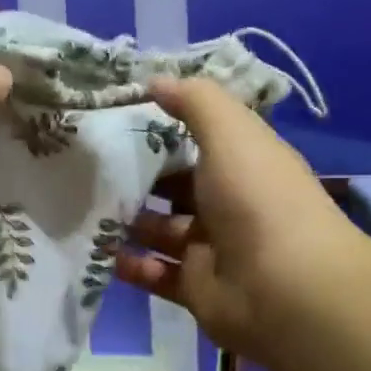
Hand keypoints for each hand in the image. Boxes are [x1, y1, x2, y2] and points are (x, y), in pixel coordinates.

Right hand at [116, 78, 370, 355]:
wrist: (285, 290)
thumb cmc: (257, 200)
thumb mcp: (230, 133)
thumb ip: (194, 101)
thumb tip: (154, 80)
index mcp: (243, 165)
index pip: (200, 142)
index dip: (163, 131)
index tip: (118, 120)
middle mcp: (229, 205)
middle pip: (175, 188)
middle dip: (137, 180)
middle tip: (91, 170)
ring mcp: (212, 249)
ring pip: (161, 232)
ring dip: (128, 224)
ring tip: (86, 211)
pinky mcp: (197, 288)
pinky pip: (156, 273)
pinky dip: (131, 266)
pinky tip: (103, 254)